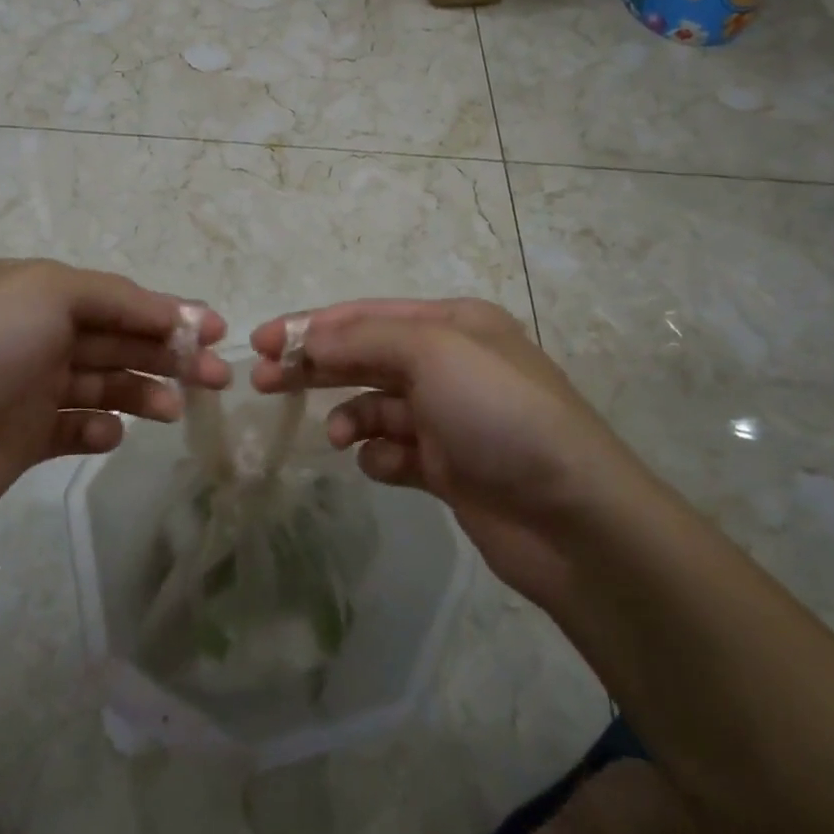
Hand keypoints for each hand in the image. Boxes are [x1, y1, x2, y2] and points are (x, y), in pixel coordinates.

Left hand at [0, 259, 228, 530]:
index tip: (215, 331)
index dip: (169, 312)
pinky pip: (77, 428)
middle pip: (120, 340)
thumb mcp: (49, 292)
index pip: (119, 298)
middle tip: (216, 377)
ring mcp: (32, 387)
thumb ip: (117, 298)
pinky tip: (110, 435)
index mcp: (39, 292)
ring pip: (106, 384)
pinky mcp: (27, 437)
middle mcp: (38, 334)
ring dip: (144, 393)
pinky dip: (100, 430)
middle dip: (169, 354)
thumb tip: (172, 314)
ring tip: (173, 411)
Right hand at [251, 299, 616, 605]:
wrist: (573, 517)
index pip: (365, 315)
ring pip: (376, 405)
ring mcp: (449, 417)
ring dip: (350, 416)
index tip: (261, 342)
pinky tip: (383, 466)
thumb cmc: (499, 413)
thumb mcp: (433, 352)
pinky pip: (395, 451)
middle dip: (316, 366)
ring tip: (339, 436)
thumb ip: (364, 338)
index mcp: (451, 324)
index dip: (311, 325)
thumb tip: (309, 339)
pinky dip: (381, 456)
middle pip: (364, 356)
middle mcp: (449, 363)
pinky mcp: (448, 467)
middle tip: (263, 381)